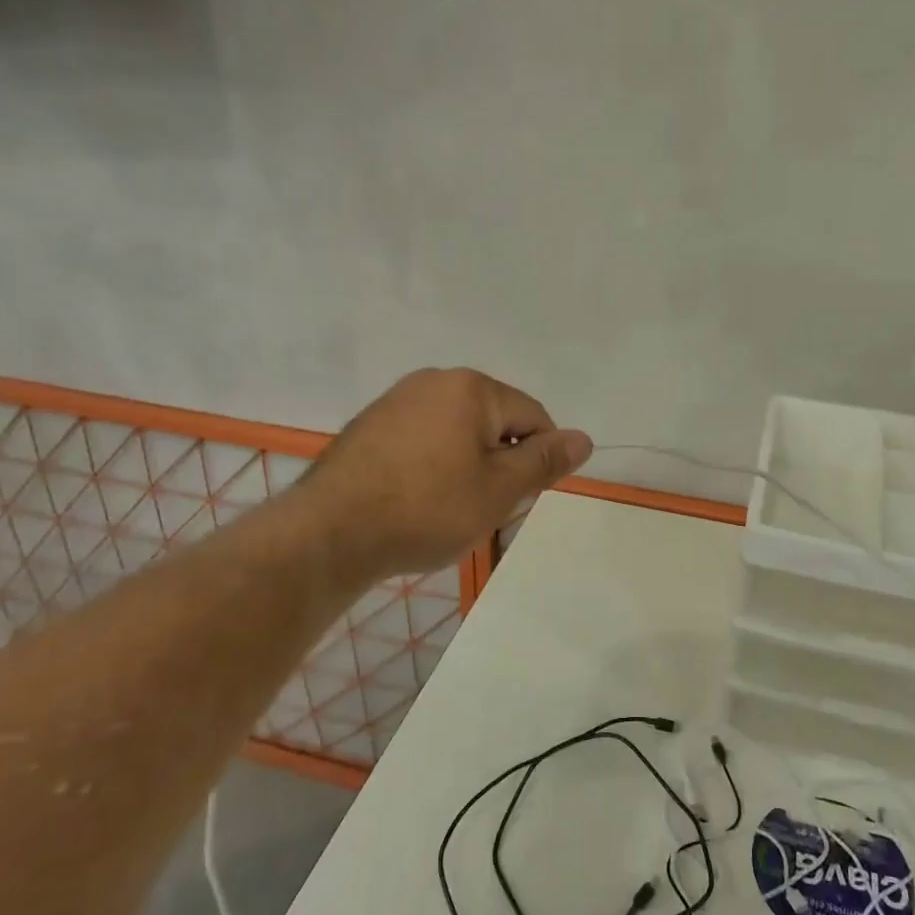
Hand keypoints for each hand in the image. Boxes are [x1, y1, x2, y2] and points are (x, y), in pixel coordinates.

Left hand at [297, 368, 592, 580]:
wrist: (330, 532)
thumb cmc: (427, 509)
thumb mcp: (498, 490)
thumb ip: (544, 461)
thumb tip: (584, 438)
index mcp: (471, 388)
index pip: (533, 416)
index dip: (538, 459)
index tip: (518, 498)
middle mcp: (433, 381)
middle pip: (493, 420)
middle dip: (499, 462)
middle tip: (483, 507)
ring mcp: (396, 400)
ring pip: (457, 431)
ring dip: (466, 465)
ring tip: (446, 507)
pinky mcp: (370, 425)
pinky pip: (422, 439)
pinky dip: (432, 465)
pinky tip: (415, 499)